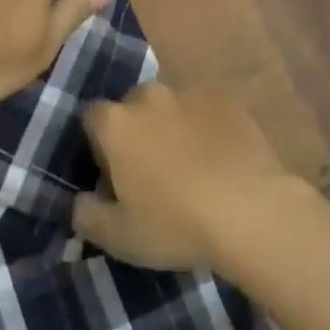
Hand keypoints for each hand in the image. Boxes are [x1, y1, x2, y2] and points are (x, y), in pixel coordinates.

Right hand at [72, 81, 307, 273]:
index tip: (111, 174)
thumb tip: (78, 201)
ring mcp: (189, 92)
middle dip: (135, 131)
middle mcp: (148, 95)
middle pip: (131, 106)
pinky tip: (220, 158)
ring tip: (190, 165)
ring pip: (169, 105)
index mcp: (116, 123)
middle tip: (151, 171)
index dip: (98, 144)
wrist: (251, 211)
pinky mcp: (225, 98)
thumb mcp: (119, 237)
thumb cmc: (176, 224)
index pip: (91, 117)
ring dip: (171, 126)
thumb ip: (86, 215)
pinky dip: (205, 126)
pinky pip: (205, 109)